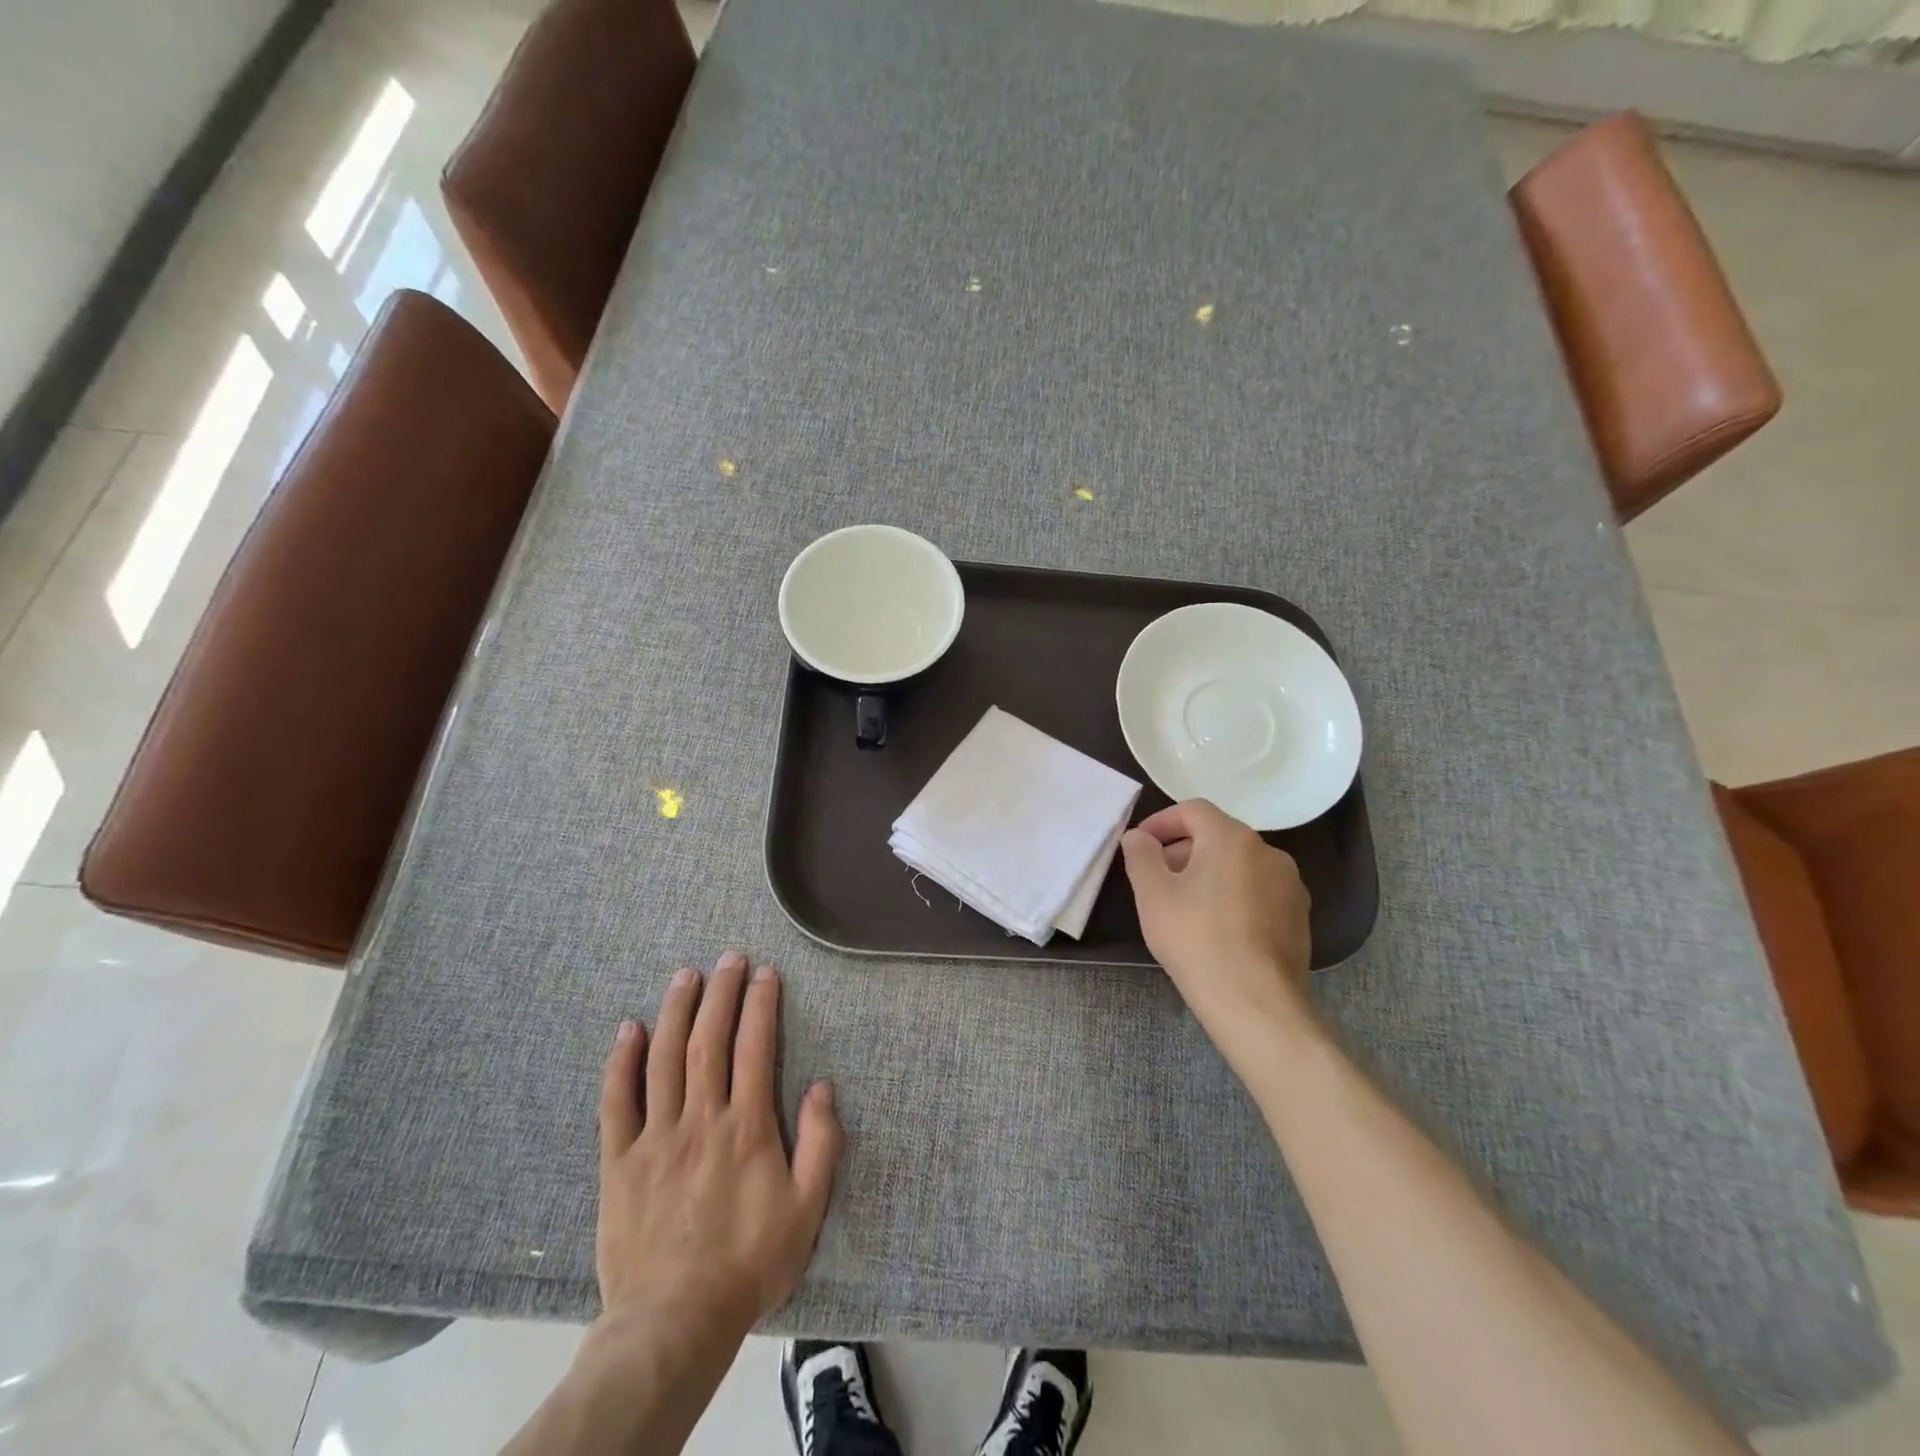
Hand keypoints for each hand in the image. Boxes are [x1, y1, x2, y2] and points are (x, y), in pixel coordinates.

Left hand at [597, 951, 842, 1340]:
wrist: (674, 1322)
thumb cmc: (748, 1264)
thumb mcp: (806, 1209)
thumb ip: (821, 1144)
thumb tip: (822, 1086)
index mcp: (746, 1126)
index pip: (754, 1047)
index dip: (760, 1004)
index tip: (765, 973)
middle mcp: (700, 1119)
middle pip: (708, 1040)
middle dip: (720, 993)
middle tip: (728, 957)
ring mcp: (656, 1137)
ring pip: (664, 1058)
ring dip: (676, 1011)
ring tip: (685, 975)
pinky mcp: (619, 1161)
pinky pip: (616, 1102)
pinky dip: (621, 1062)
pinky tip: (629, 1029)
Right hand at [1121, 800, 1315, 1055]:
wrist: (1255, 1002)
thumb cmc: (1196, 939)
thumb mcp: (1152, 894)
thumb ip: (1141, 855)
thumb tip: (1138, 836)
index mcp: (1232, 838)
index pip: (1193, 810)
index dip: (1161, 822)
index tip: (1139, 845)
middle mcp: (1268, 851)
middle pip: (1218, 835)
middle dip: (1183, 849)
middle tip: (1156, 877)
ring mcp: (1290, 885)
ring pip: (1239, 864)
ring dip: (1208, 872)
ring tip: (1184, 905)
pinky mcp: (1299, 916)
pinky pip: (1258, 890)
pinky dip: (1233, 895)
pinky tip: (1216, 927)